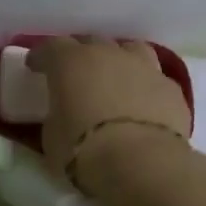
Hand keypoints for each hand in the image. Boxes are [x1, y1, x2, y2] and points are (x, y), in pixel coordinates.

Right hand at [27, 37, 190, 191]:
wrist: (140, 164)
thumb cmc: (83, 150)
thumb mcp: (50, 136)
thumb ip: (55, 116)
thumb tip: (62, 115)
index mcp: (70, 63)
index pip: (50, 47)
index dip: (41, 57)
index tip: (34, 67)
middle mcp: (108, 55)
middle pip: (90, 42)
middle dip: (78, 55)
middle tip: (72, 74)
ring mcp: (144, 67)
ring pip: (128, 50)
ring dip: (117, 60)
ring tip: (112, 78)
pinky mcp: (170, 87)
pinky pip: (152, 78)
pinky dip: (142, 86)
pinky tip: (140, 104)